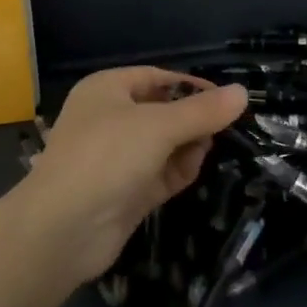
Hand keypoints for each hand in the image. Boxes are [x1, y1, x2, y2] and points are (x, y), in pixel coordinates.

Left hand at [20, 67, 248, 285]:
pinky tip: (189, 174)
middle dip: (192, 121)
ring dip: (187, 148)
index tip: (226, 100)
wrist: (63, 228)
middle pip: (163, 111)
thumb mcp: (159, 126)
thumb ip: (203, 111)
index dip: (191, 86)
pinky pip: (160, 173)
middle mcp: (109, 119)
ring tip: (201, 153)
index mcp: (107, 89)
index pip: (157, 77)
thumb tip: (242, 92)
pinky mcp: (125, 191)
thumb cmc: (107, 157)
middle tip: (220, 131)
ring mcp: (117, 158)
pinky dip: (177, 171)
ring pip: (165, 145)